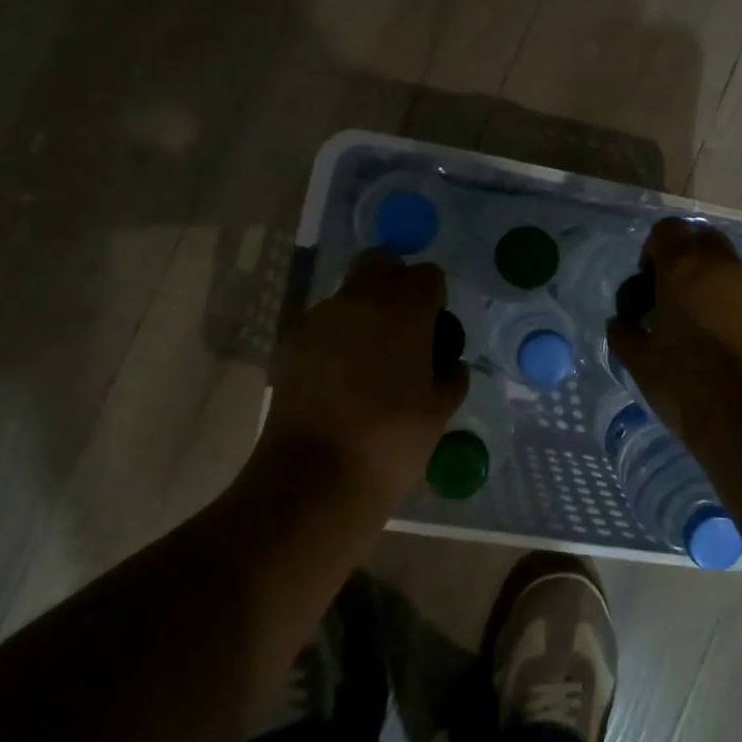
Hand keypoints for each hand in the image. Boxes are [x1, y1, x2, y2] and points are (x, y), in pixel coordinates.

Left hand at [255, 250, 468, 502]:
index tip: (434, 329)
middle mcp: (360, 299)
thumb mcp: (440, 410)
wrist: (314, 478)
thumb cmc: (392, 440)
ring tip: (366, 362)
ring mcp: (319, 317)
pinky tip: (337, 379)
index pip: (428, 274)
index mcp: (405, 308)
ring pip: (348, 294)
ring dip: (362, 313)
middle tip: (401, 328)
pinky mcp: (290, 341)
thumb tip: (448, 364)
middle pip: (380, 263)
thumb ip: (451, 376)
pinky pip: (321, 324)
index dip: (434, 298)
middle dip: (394, 283)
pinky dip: (334, 338)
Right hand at [607, 218, 741, 436]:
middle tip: (671, 294)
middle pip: (701, 239)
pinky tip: (724, 337)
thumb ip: (624, 334)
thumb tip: (620, 323)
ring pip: (728, 264)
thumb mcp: (641, 363)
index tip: (647, 282)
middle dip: (684, 257)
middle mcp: (723, 265)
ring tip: (698, 319)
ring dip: (710, 279)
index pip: (667, 230)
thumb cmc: (687, 385)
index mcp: (684, 268)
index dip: (653, 249)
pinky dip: (732, 300)